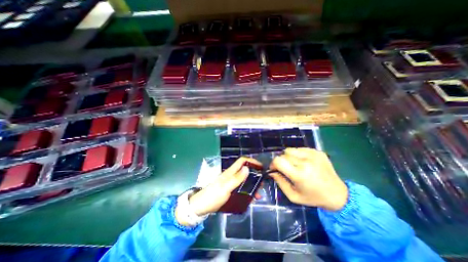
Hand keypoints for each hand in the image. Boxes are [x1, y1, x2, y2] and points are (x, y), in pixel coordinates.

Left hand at [177, 158, 262, 224]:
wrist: (201, 207)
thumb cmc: (213, 196)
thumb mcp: (226, 188)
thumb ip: (236, 178)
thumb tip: (247, 168)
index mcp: (230, 172)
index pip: (242, 161)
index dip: (251, 161)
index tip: (261, 167)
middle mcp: (231, 175)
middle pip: (245, 169)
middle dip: (254, 174)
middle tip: (262, 182)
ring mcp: (230, 182)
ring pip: (244, 179)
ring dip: (252, 183)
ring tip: (259, 193)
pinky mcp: (229, 189)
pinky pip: (241, 187)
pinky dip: (247, 190)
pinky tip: (251, 197)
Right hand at [266, 147, 346, 210]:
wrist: (338, 194)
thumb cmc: (313, 197)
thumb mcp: (293, 196)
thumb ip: (280, 182)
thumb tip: (272, 171)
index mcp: (299, 174)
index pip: (278, 161)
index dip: (273, 164)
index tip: (275, 169)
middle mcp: (306, 162)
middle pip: (284, 154)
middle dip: (281, 161)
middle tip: (286, 168)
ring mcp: (313, 155)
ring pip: (291, 149)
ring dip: (289, 156)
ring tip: (295, 164)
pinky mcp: (318, 152)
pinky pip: (300, 149)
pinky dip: (298, 154)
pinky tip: (303, 162)